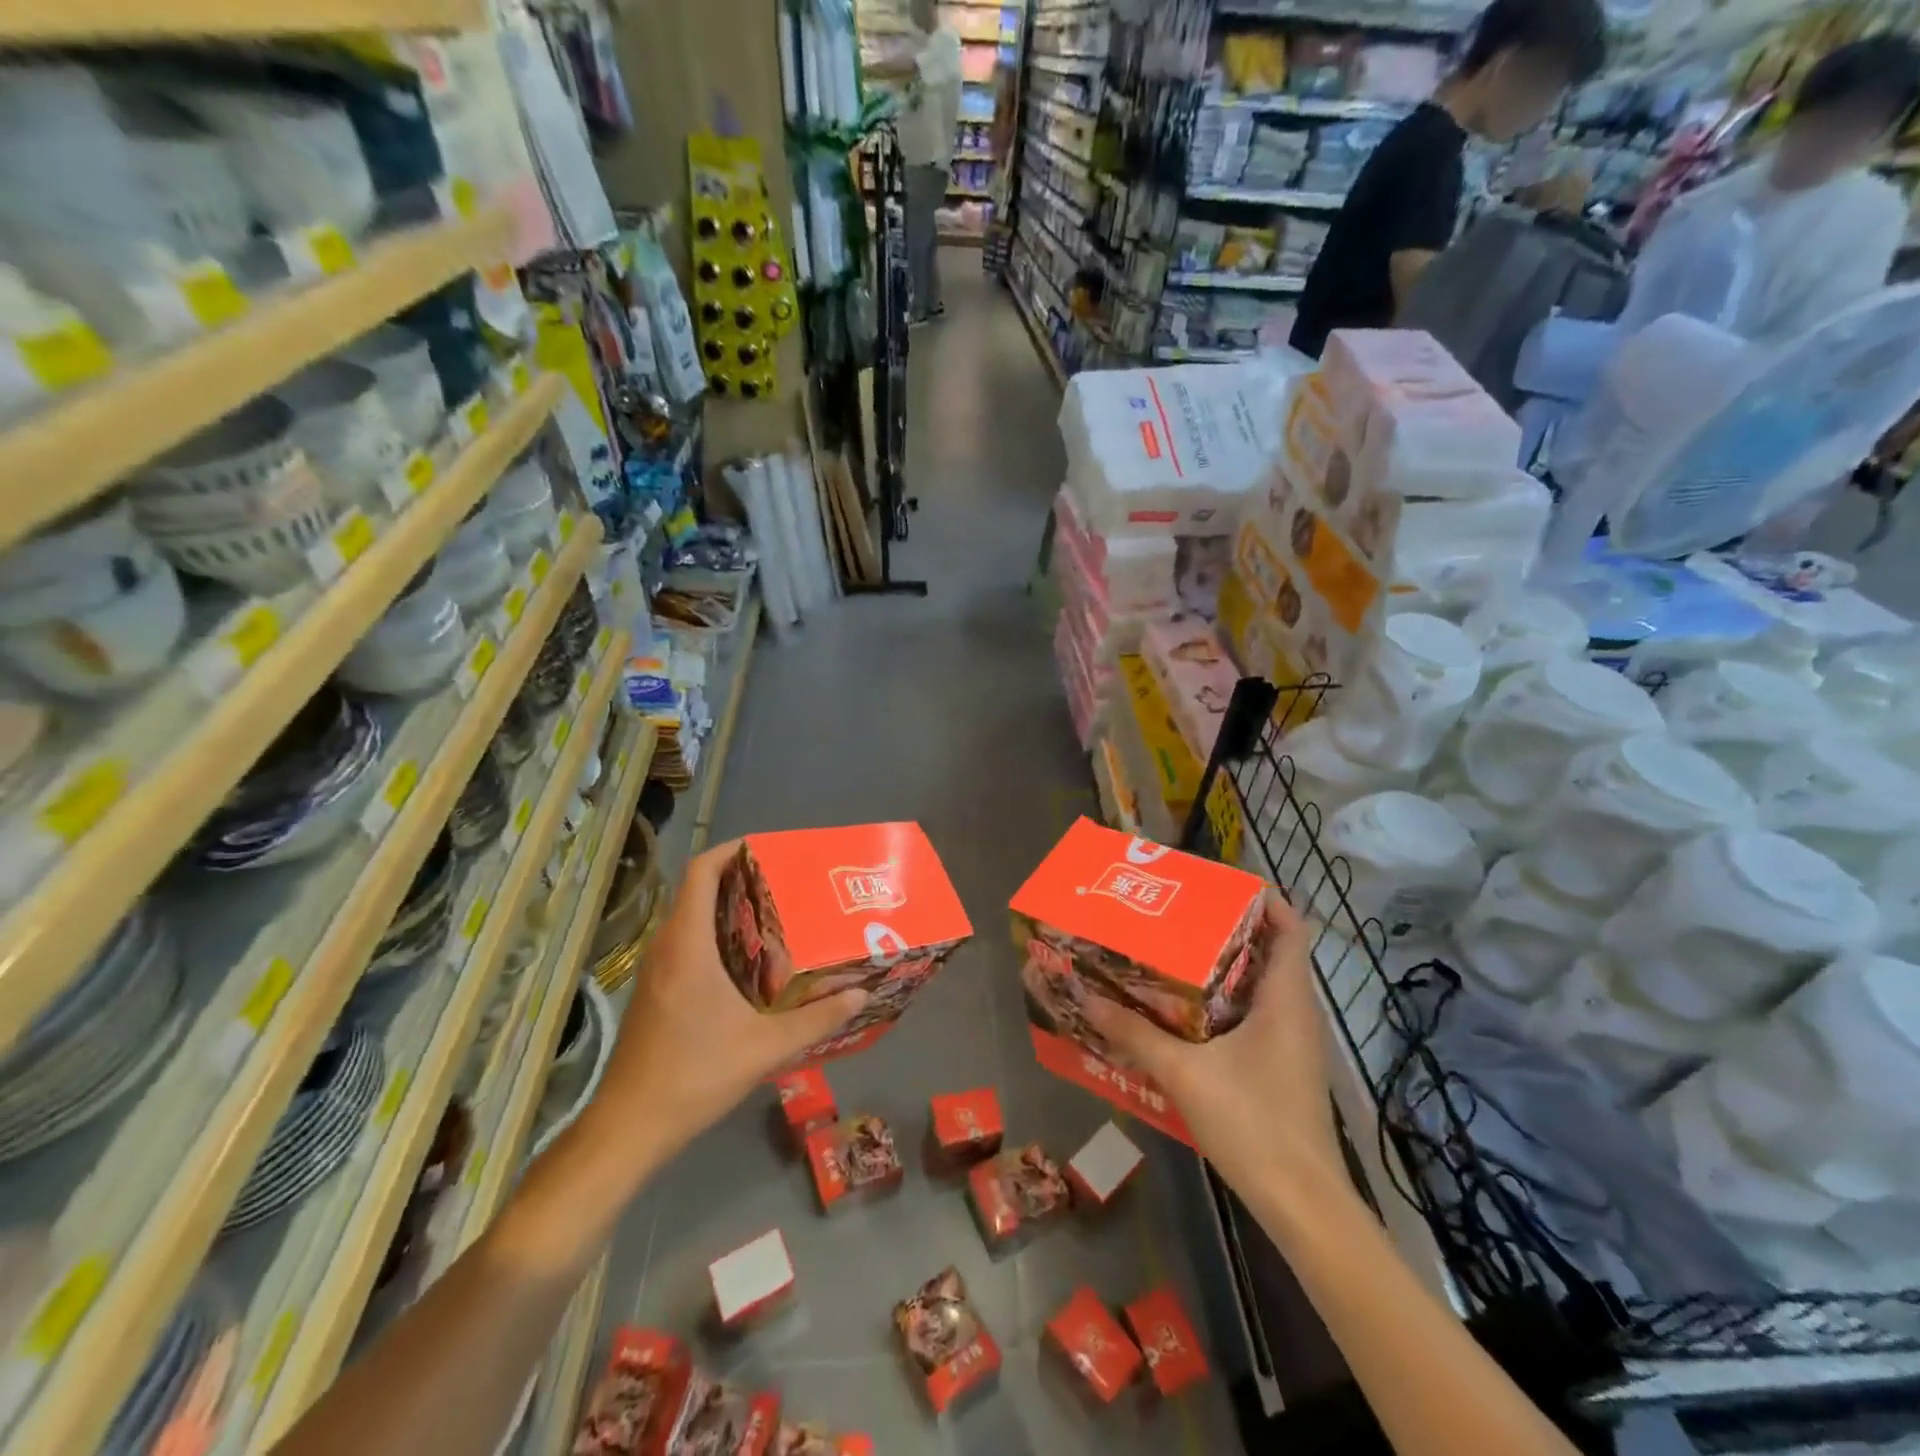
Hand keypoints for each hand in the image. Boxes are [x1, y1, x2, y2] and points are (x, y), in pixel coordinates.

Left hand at [592, 840, 866, 1167]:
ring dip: (727, 909)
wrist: (629, 1127)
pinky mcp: (655, 992)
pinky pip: (686, 944)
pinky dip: (715, 936)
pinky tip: (749, 963)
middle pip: (697, 891)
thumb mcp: (765, 1048)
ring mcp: (656, 971)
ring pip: (690, 918)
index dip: (730, 850)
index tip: (766, 848)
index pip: (701, 873)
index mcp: (688, 945)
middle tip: (786, 883)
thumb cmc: (694, 1074)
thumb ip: (816, 1019)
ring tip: (775, 916)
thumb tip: (859, 995)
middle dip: (739, 879)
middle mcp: (666, 948)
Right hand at [1084, 893, 1343, 1198]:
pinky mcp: (1284, 1069)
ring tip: (1172, 956)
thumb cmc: (1253, 1123)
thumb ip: (1134, 1034)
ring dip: (1224, 969)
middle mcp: (1296, 1013)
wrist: (1302, 1205)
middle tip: (1177, 916)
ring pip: (1262, 988)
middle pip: (1271, 953)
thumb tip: (1086, 996)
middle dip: (1228, 930)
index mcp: (1286, 999)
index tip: (1218, 886)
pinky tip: (1184, 1016)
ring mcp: (1293, 1044)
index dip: (1264, 900)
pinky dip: (1225, 1005)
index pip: (1291, 928)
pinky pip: (1257, 1018)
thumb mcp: (1184, 1073)